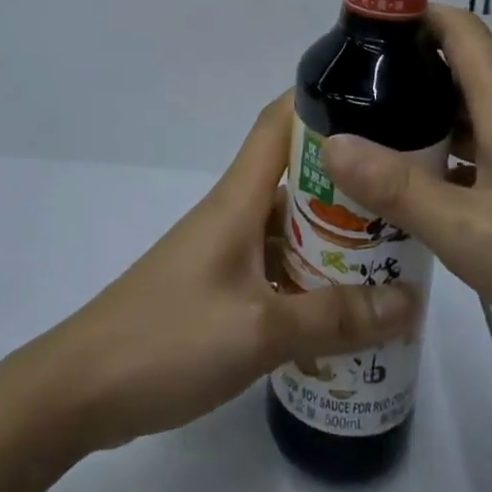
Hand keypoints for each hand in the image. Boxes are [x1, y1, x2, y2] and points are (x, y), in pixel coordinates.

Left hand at [37, 93, 419, 452]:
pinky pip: (272, 266)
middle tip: (404, 202)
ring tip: (390, 259)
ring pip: (286, 227)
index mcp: (238, 199)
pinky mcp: (216, 288)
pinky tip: (341, 311)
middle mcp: (232, 214)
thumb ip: (335, 318)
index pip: (278, 123)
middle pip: (294, 178)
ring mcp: (222, 252)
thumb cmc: (170, 339)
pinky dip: (306, 278)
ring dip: (331, 238)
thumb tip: (410, 301)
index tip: (374, 105)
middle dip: (347, 185)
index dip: (319, 103)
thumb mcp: (261, 331)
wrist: (82, 388)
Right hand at [320, 7, 491, 398]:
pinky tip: (423, 192)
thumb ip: (397, 188)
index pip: (459, 29)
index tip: (361, 31)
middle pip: (461, 69)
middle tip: (350, 94)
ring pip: (473, 116)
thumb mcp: (468, 233)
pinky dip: (451, 158)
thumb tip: (331, 142)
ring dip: (426, 120)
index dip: (412, 15)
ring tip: (372, 140)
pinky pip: (489, 153)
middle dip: (405, 72)